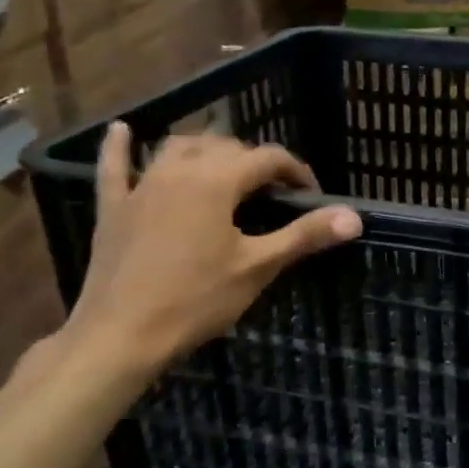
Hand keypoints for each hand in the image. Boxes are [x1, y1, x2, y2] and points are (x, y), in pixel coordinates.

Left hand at [57, 124, 360, 381]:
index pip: (267, 158)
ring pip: (178, 148)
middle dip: (254, 161)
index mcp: (217, 181)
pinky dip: (120, 148)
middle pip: (225, 147)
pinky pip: (114, 168)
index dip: (295, 171)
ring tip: (224, 166)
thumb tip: (354, 216)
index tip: (310, 194)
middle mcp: (179, 171)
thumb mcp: (258, 268)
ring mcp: (141, 187)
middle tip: (272, 193)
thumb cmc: (196, 301)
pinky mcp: (114, 208)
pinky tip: (122, 130)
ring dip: (206, 149)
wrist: (119, 337)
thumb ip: (305, 235)